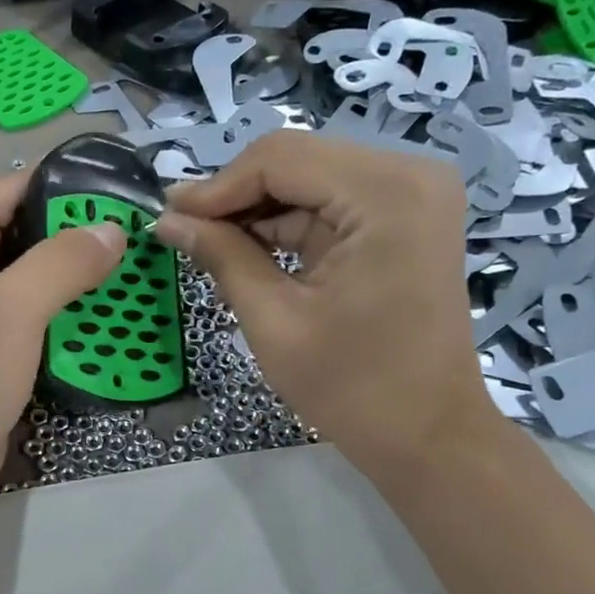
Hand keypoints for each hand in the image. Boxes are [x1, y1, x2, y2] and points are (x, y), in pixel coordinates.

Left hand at [0, 172, 126, 510]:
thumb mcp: (14, 309)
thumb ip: (64, 260)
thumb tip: (114, 227)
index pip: (20, 187)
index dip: (74, 190)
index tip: (131, 198)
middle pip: (30, 225)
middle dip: (82, 234)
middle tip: (142, 239)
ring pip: (37, 265)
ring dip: (79, 271)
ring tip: (136, 270)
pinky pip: (34, 301)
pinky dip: (67, 302)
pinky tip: (105, 308)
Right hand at [152, 132, 495, 480]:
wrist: (428, 434)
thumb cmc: (352, 387)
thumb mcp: (273, 320)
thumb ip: (220, 256)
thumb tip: (166, 219)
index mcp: (387, 195)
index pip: (280, 158)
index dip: (217, 186)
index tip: (169, 217)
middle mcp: (409, 175)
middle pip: (296, 160)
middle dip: (235, 195)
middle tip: (183, 229)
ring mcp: (413, 195)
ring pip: (308, 178)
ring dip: (257, 209)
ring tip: (208, 243)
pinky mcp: (405, 218)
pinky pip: (330, 202)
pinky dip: (286, 223)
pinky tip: (247, 249)